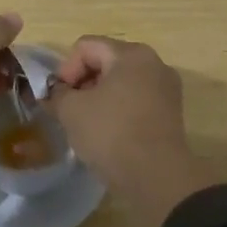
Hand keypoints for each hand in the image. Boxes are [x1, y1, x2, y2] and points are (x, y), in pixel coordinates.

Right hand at [51, 36, 219, 223]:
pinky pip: (136, 101)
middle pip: (105, 62)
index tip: (59, 98)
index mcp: (130, 53)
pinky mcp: (171, 114)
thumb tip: (55, 93)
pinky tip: (108, 135)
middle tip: (68, 110)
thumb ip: (57, 94)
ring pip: (121, 83)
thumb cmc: (112, 133)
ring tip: (86, 125)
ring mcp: (166, 89)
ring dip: (99, 98)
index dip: (65, 70)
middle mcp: (153, 63)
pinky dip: (118, 111)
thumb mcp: (71, 110)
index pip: (85, 47)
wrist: (158, 178)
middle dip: (82, 84)